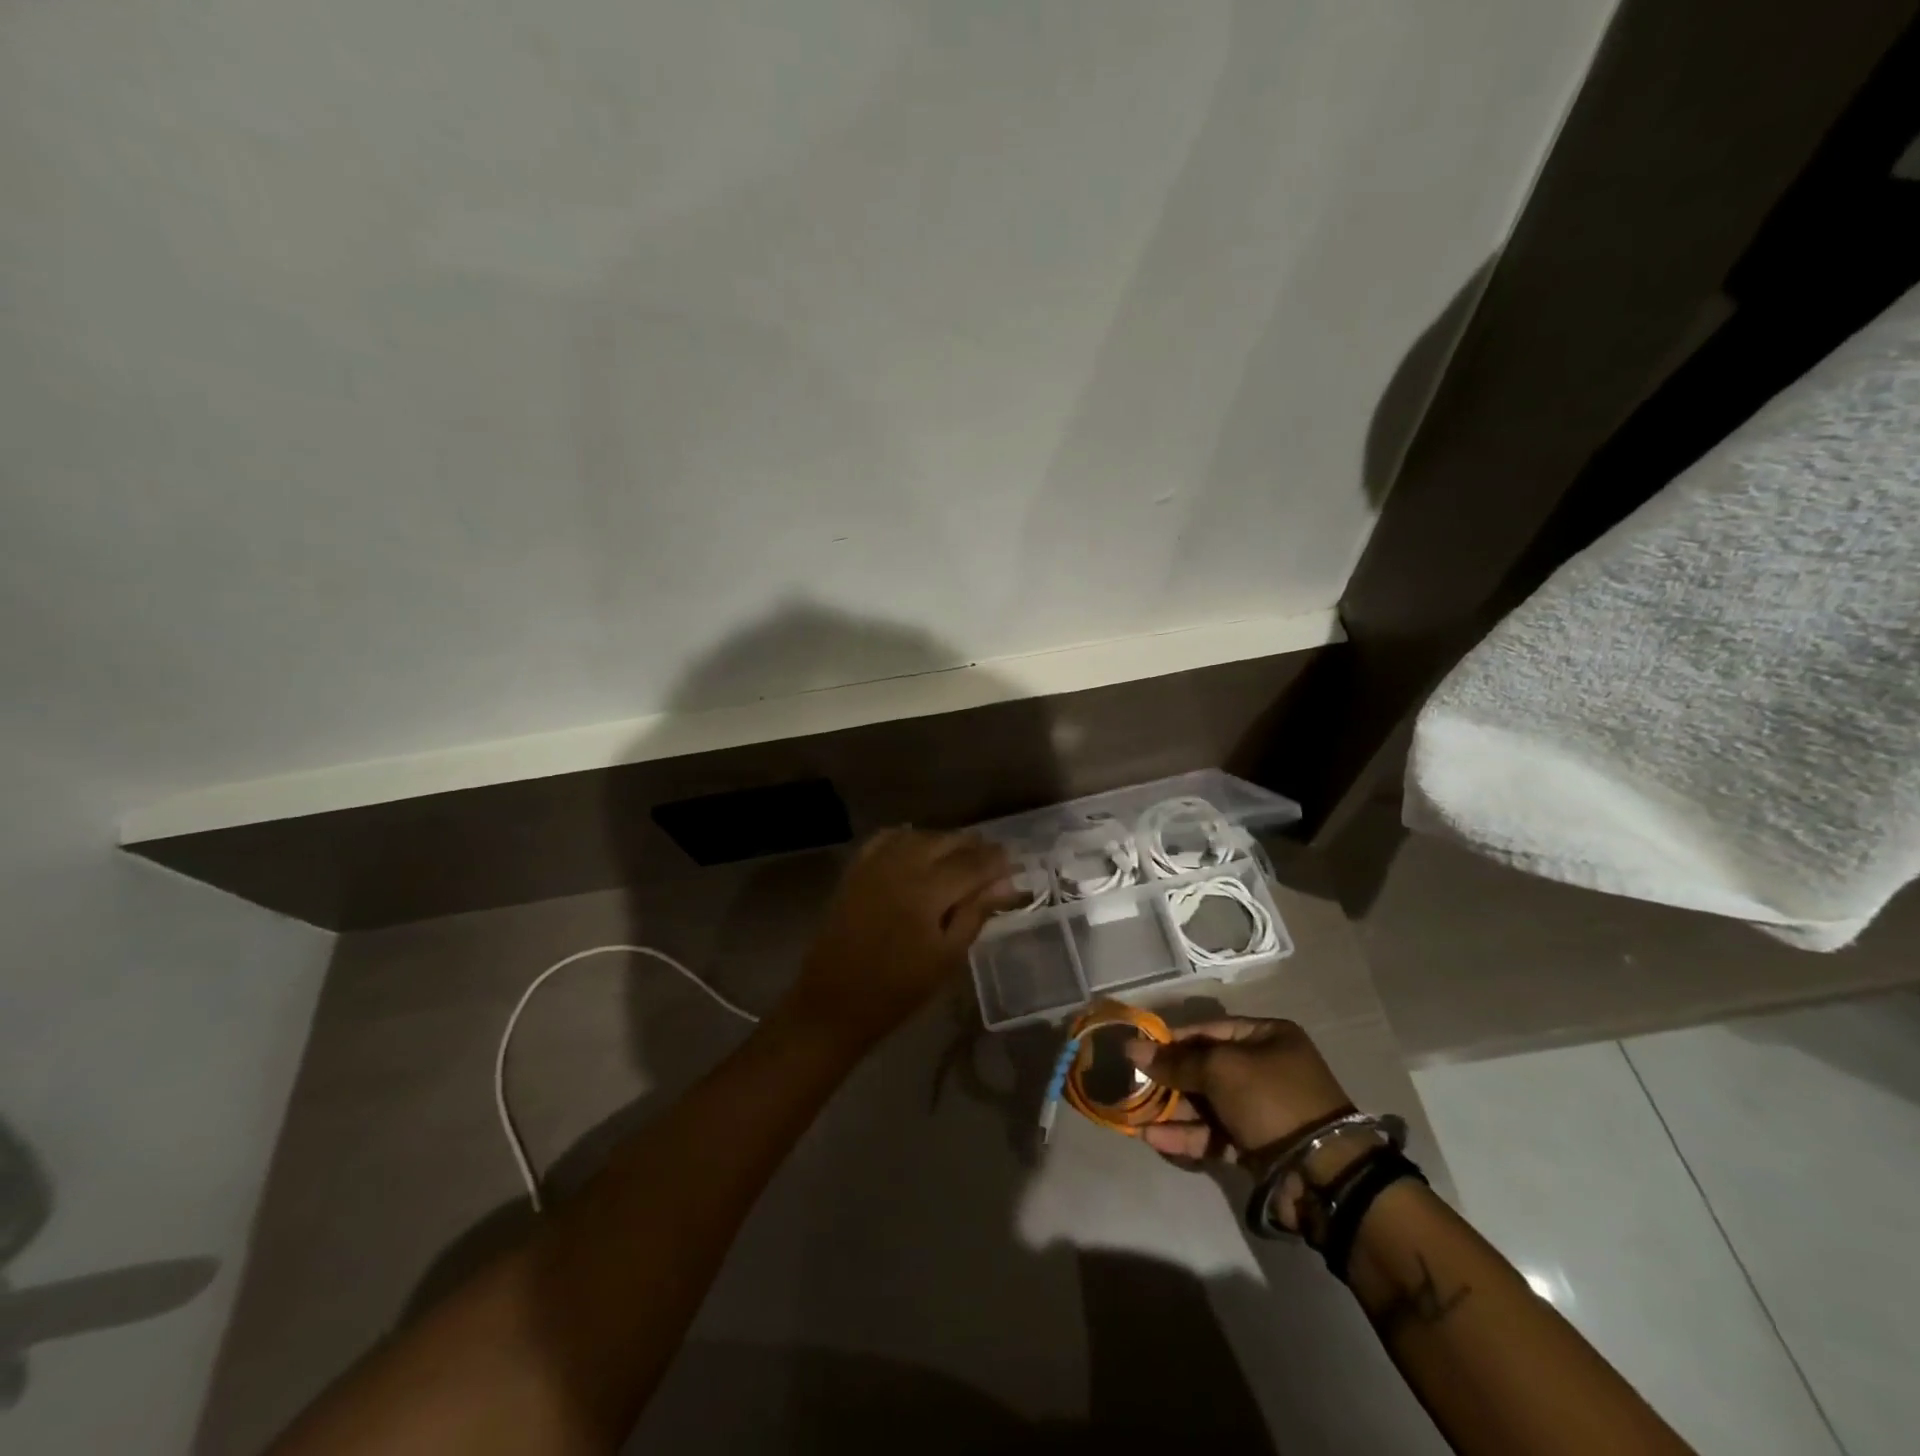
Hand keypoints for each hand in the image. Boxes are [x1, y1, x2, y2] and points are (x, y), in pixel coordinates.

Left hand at [781, 829, 1015, 1047]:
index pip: (973, 862)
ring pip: (919, 835)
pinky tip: (919, 849)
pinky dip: (909, 838)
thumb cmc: (898, 989)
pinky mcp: (856, 869)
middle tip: (991, 863)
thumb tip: (1006, 884)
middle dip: (974, 847)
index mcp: (928, 890)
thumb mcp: (947, 958)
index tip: (1014, 864)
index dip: (997, 861)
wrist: (834, 1002)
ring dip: (944, 841)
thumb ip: (976, 913)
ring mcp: (875, 864)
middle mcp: (902, 865)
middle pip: (947, 841)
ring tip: (960, 858)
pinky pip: (887, 838)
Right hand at [1125, 1017, 1351, 1160]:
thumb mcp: (1220, 1070)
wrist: (1322, 1173)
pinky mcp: (1255, 1145)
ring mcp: (1261, 1109)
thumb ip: (1175, 1062)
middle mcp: (1266, 1068)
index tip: (1140, 1049)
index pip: (1210, 1030)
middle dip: (1169, 1078)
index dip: (1173, 1039)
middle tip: (1133, 1084)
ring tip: (1136, 1114)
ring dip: (1172, 1109)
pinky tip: (1153, 1138)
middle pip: (1206, 1067)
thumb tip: (1132, 1049)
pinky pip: (1214, 1134)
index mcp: (1267, 1037)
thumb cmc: (1271, 1099)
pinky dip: (1186, 1135)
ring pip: (1206, 1103)